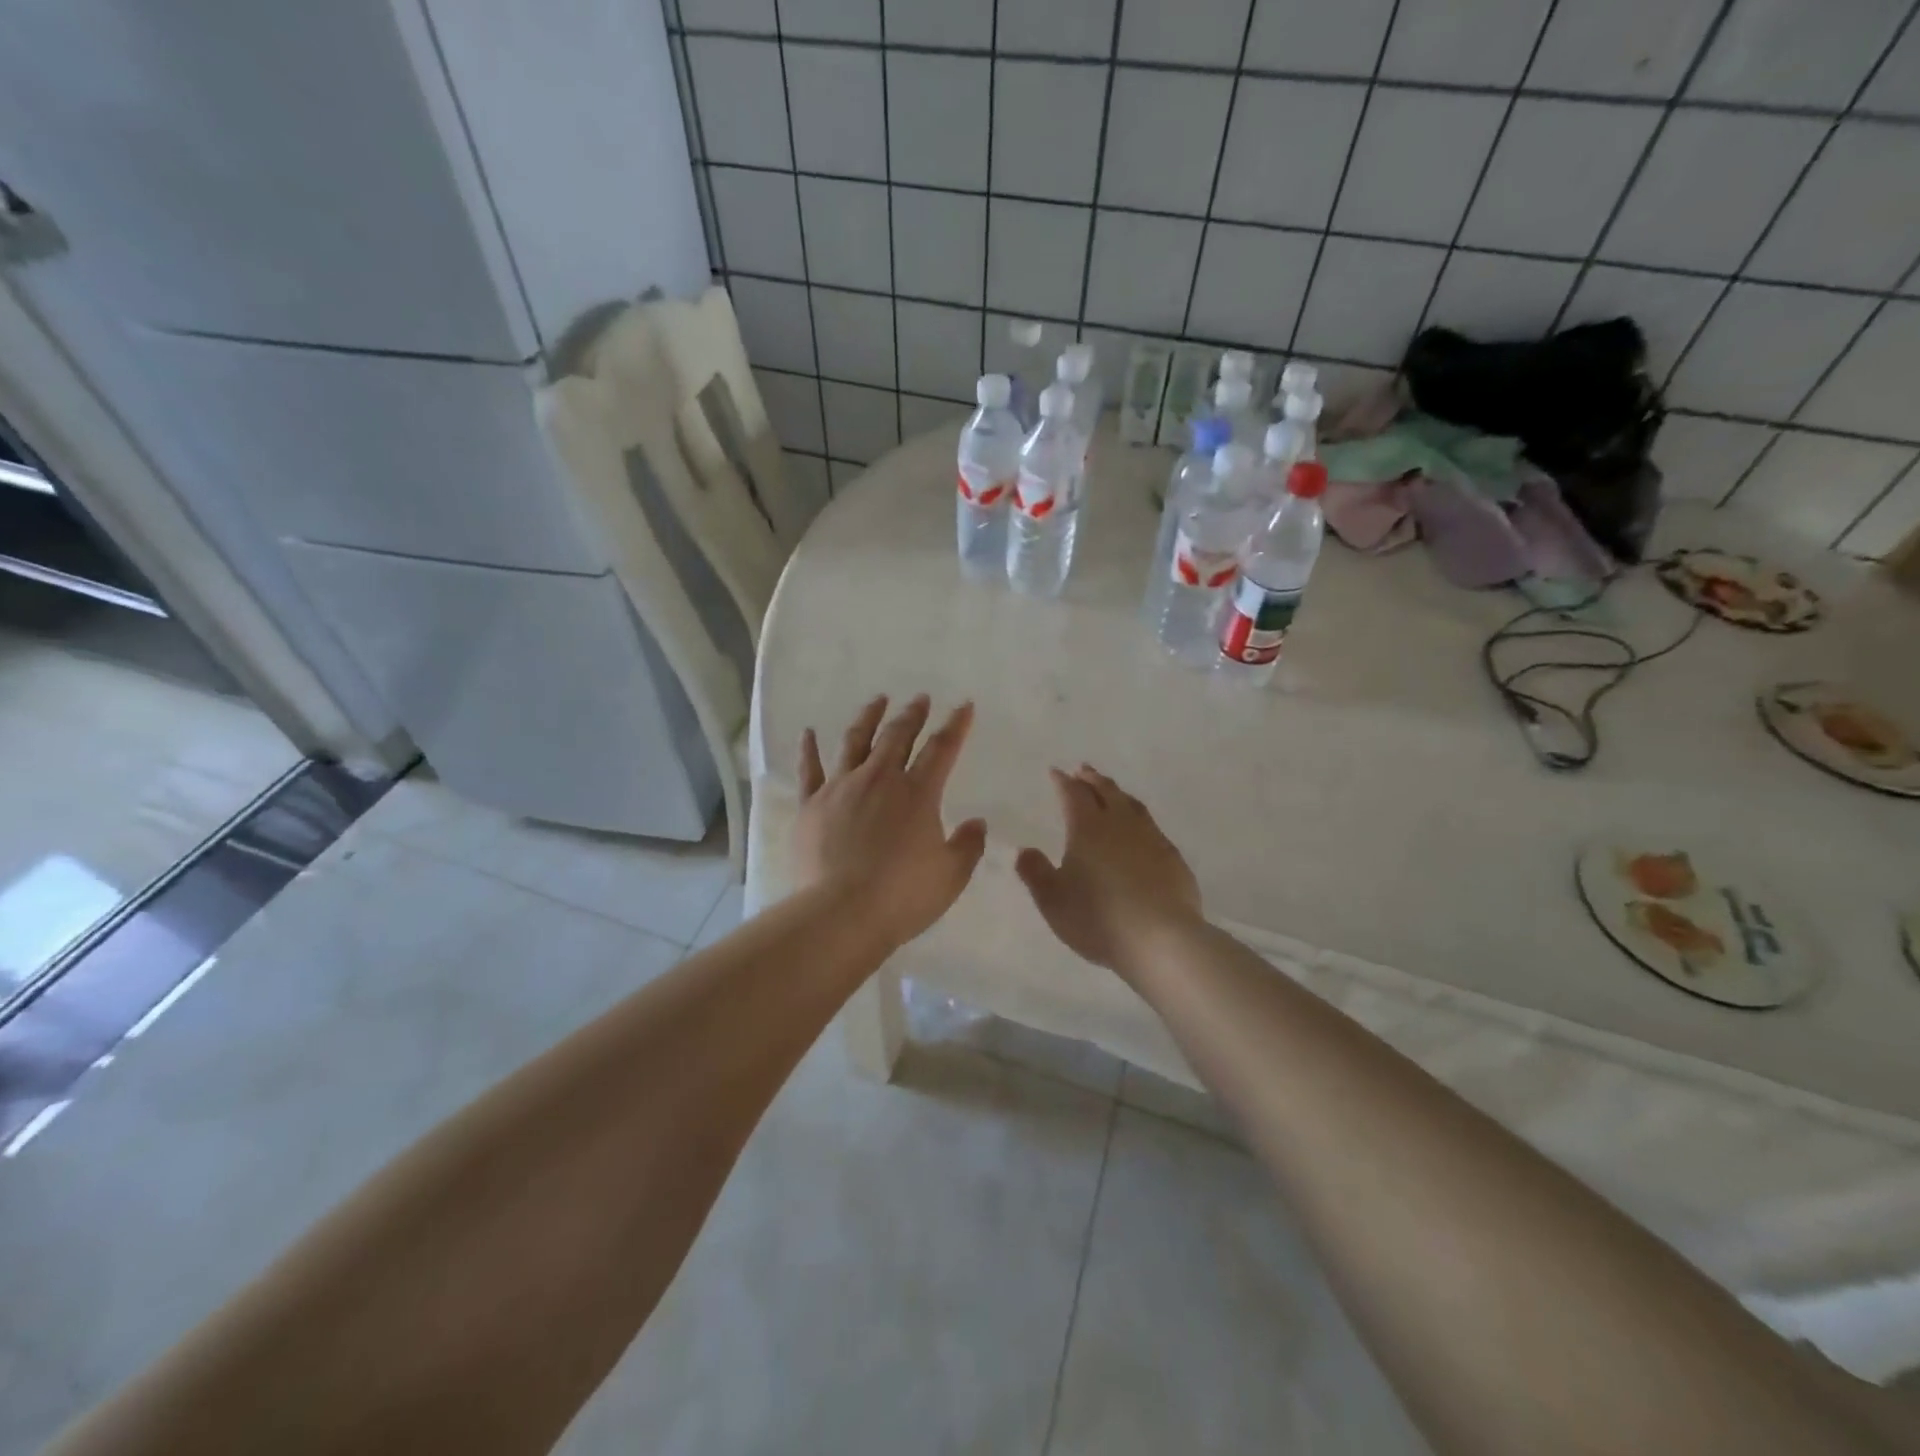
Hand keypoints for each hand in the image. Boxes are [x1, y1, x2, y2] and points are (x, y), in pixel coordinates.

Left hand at [793, 694, 986, 949]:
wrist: (841, 913)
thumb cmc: (902, 896)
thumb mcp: (951, 876)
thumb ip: (968, 846)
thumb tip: (977, 823)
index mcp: (918, 793)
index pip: (942, 749)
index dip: (955, 725)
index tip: (963, 706)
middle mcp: (879, 779)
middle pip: (897, 736)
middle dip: (912, 715)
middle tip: (919, 699)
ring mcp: (841, 788)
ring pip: (855, 741)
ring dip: (868, 717)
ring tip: (877, 700)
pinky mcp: (811, 805)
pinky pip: (809, 770)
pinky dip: (809, 749)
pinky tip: (809, 732)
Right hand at [1015, 765, 1201, 975]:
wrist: (1161, 939)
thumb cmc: (1098, 918)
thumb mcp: (1053, 900)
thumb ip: (1035, 873)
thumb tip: (1025, 850)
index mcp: (1088, 828)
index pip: (1073, 795)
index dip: (1063, 782)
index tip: (1056, 772)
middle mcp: (1120, 824)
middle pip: (1106, 791)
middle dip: (1092, 779)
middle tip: (1083, 770)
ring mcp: (1151, 838)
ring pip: (1132, 805)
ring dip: (1118, 793)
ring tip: (1111, 791)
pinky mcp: (1173, 857)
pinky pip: (1152, 826)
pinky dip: (1139, 818)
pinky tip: (1141, 830)